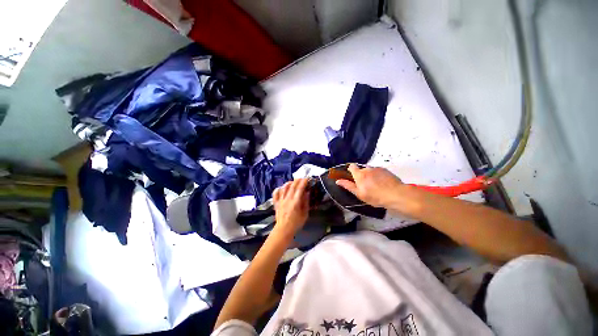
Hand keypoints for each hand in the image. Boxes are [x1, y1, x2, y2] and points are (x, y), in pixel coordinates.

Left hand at [272, 179, 309, 237]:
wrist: (284, 230)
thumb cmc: (296, 223)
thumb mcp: (305, 214)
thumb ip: (306, 203)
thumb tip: (307, 193)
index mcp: (295, 202)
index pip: (300, 188)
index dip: (304, 182)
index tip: (307, 178)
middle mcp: (287, 199)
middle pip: (292, 186)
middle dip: (297, 180)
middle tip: (302, 178)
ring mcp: (281, 200)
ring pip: (284, 188)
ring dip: (289, 183)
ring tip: (293, 182)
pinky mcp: (276, 203)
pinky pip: (275, 193)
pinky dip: (278, 189)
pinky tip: (281, 188)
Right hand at [336, 164, 403, 208]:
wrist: (396, 194)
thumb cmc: (375, 196)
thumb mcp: (359, 194)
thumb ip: (348, 186)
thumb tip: (338, 181)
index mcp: (359, 174)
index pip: (352, 166)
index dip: (351, 170)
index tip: (352, 176)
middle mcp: (367, 169)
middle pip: (361, 169)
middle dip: (362, 175)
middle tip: (366, 185)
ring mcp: (377, 168)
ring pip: (370, 171)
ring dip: (370, 175)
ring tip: (376, 186)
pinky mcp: (385, 170)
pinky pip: (378, 171)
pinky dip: (378, 176)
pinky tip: (382, 184)